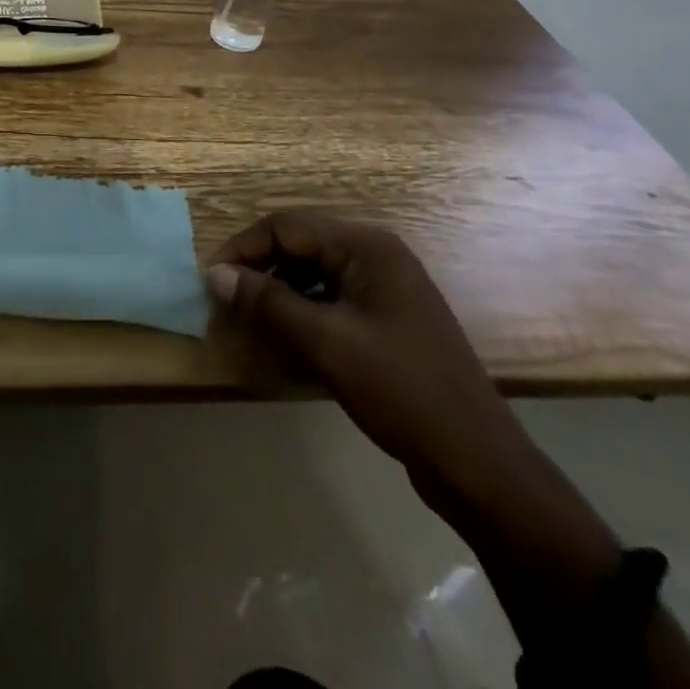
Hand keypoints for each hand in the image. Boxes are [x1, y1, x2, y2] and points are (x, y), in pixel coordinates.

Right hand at [208, 210, 531, 507]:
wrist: (478, 463)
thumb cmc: (401, 391)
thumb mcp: (327, 343)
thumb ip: (268, 303)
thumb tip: (216, 274)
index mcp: (366, 246)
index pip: (286, 226)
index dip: (244, 249)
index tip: (212, 282)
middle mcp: (375, 254)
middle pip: (300, 245)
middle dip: (260, 269)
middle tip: (227, 302)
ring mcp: (384, 287)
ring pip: (313, 272)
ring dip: (279, 291)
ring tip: (251, 321)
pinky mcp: (386, 318)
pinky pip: (331, 298)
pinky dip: (302, 311)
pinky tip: (286, 338)